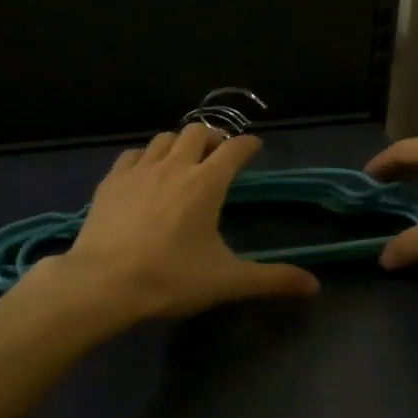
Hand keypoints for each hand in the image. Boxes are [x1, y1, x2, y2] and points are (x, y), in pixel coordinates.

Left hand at [39, 124, 319, 322]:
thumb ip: (272, 279)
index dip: (249, 145)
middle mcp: (175, 165)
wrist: (103, 283)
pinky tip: (146, 172)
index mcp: (206, 182)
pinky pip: (134, 154)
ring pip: (165, 138)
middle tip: (219, 155)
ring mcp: (140, 169)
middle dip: (213, 138)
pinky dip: (146, 156)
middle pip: (198, 132)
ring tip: (184, 160)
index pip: (235, 149)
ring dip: (180, 143)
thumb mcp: (226, 281)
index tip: (254, 148)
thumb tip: (314, 285)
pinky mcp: (112, 179)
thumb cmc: (170, 278)